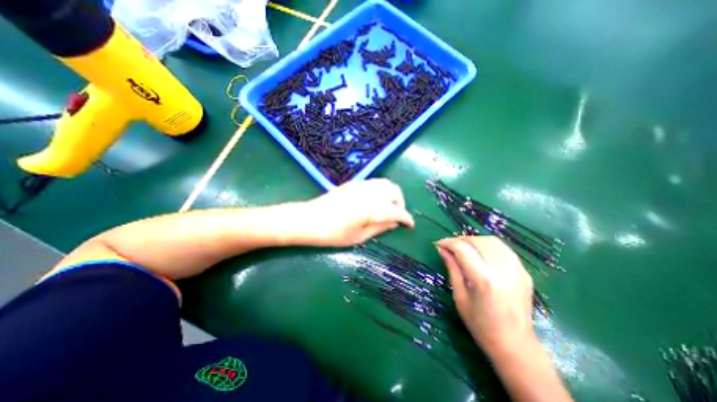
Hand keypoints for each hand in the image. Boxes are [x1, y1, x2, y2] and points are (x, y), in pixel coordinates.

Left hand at [298, 178, 415, 245]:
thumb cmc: (334, 233)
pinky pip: (375, 182)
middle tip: (396, 216)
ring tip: (387, 207)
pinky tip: (374, 201)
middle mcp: (370, 193)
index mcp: (373, 208)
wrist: (310, 219)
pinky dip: (381, 190)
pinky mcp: (354, 182)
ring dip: (391, 195)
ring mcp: (362, 185)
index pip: (398, 211)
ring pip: (386, 183)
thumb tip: (395, 223)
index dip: (407, 219)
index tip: (410, 225)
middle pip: (395, 192)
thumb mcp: (359, 236)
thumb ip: (380, 228)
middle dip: (400, 203)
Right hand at [434, 236, 534, 354]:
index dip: (448, 243)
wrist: (515, 345)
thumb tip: (441, 249)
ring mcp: (517, 270)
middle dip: (461, 239)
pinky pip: (504, 249)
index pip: (463, 249)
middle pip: (479, 241)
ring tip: (464, 248)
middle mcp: (503, 271)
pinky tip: (481, 253)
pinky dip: (488, 246)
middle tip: (450, 246)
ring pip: (493, 241)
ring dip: (475, 240)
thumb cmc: (481, 325)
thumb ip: (452, 268)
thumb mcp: (460, 297)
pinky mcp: (524, 272)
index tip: (438, 244)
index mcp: (484, 280)